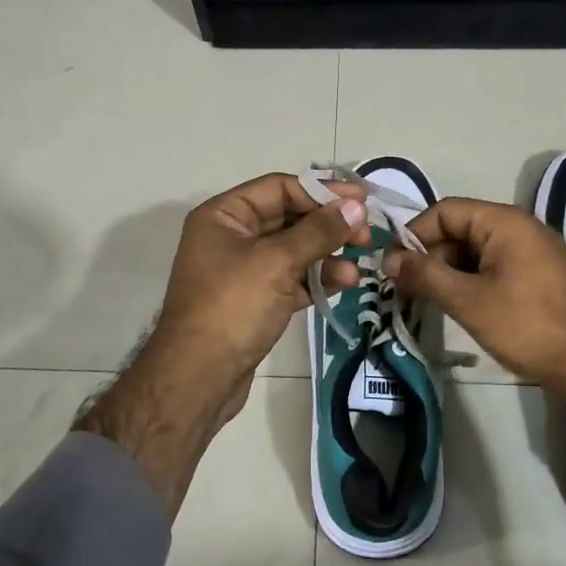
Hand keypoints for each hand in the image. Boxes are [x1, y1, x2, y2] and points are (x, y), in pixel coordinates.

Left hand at [156, 172, 369, 378]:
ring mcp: (242, 271)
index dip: (321, 191)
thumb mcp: (277, 262)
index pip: (279, 188)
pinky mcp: (255, 301)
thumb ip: (319, 232)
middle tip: (366, 235)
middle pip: (288, 218)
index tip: (360, 200)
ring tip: (360, 265)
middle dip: (328, 225)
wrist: (199, 378)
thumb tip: (357, 208)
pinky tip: (344, 283)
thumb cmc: (232, 307)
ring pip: (293, 251)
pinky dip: (316, 279)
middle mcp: (231, 237)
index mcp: (224, 216)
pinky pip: (291, 279)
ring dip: (327, 255)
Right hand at [385, 197, 565, 396]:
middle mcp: (520, 227)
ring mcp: (533, 251)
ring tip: (426, 300)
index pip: (445, 210)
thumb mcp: (468, 300)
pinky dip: (470, 280)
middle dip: (429, 255)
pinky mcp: (539, 274)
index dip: (414, 234)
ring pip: (476, 250)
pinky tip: (457, 305)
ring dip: (448, 271)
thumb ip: (425, 275)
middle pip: (460, 228)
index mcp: (504, 222)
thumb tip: (389, 260)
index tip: (393, 266)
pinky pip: (494, 265)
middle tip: (406, 288)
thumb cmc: (526, 325)